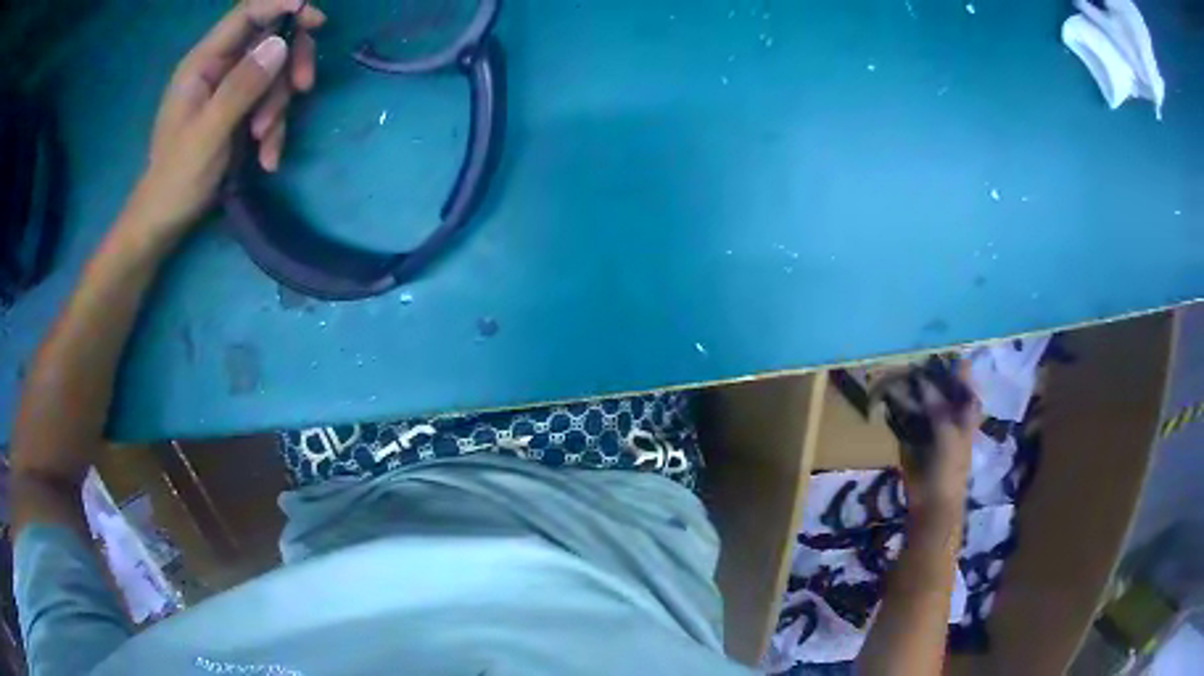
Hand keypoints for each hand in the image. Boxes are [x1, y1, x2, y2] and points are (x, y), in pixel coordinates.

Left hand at [124, 0, 325, 239]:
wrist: (164, 221)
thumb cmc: (176, 179)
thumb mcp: (208, 134)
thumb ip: (241, 86)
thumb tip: (281, 43)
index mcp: (203, 62)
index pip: (248, 13)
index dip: (283, 5)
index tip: (315, 20)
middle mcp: (219, 67)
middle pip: (270, 39)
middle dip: (290, 64)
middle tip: (303, 89)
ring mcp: (230, 89)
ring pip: (274, 74)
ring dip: (279, 106)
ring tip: (265, 143)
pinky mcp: (238, 111)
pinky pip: (270, 103)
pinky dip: (274, 129)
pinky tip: (267, 157)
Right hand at [899, 366, 979, 516]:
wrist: (931, 504)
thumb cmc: (948, 470)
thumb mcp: (947, 435)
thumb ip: (936, 406)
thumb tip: (921, 380)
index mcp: (965, 413)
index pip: (963, 382)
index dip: (956, 365)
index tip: (940, 349)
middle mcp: (949, 414)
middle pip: (940, 387)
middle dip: (928, 374)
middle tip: (912, 357)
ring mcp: (930, 426)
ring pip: (921, 400)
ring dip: (911, 389)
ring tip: (897, 371)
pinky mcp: (912, 437)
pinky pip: (906, 416)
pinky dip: (898, 406)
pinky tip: (889, 395)